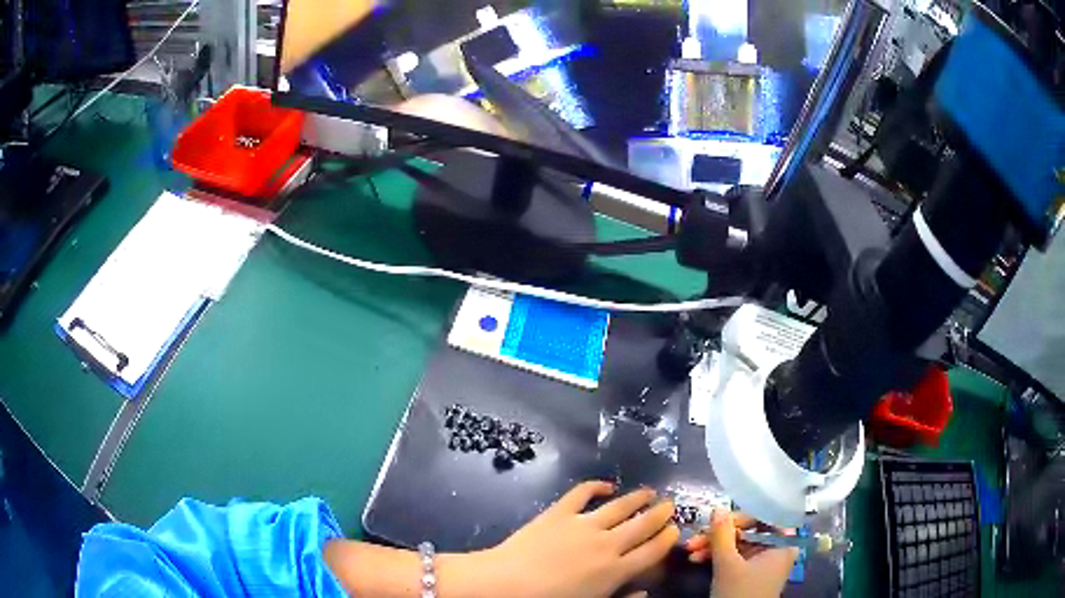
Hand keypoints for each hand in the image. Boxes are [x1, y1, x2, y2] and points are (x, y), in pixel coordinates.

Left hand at [457, 481, 678, 597]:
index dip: (667, 539)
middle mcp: (607, 544)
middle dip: (660, 514)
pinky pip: (582, 493)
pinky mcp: (559, 512)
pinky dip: (596, 486)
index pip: (652, 551)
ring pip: (619, 506)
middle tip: (670, 505)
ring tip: (649, 492)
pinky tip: (606, 485)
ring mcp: (583, 524)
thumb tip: (645, 592)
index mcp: (616, 570)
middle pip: (642, 525)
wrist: (506, 585)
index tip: (675, 530)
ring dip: (637, 498)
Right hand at [684, 509, 797, 597]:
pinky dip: (717, 557)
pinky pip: (735, 556)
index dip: (739, 516)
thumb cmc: (739, 593)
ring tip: (690, 551)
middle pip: (747, 530)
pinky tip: (697, 559)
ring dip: (713, 546)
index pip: (763, 516)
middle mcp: (777, 547)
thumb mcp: (727, 564)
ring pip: (737, 543)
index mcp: (782, 542)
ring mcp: (763, 560)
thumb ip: (722, 535)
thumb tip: (717, 509)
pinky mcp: (751, 572)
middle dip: (718, 535)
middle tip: (694, 538)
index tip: (715, 519)